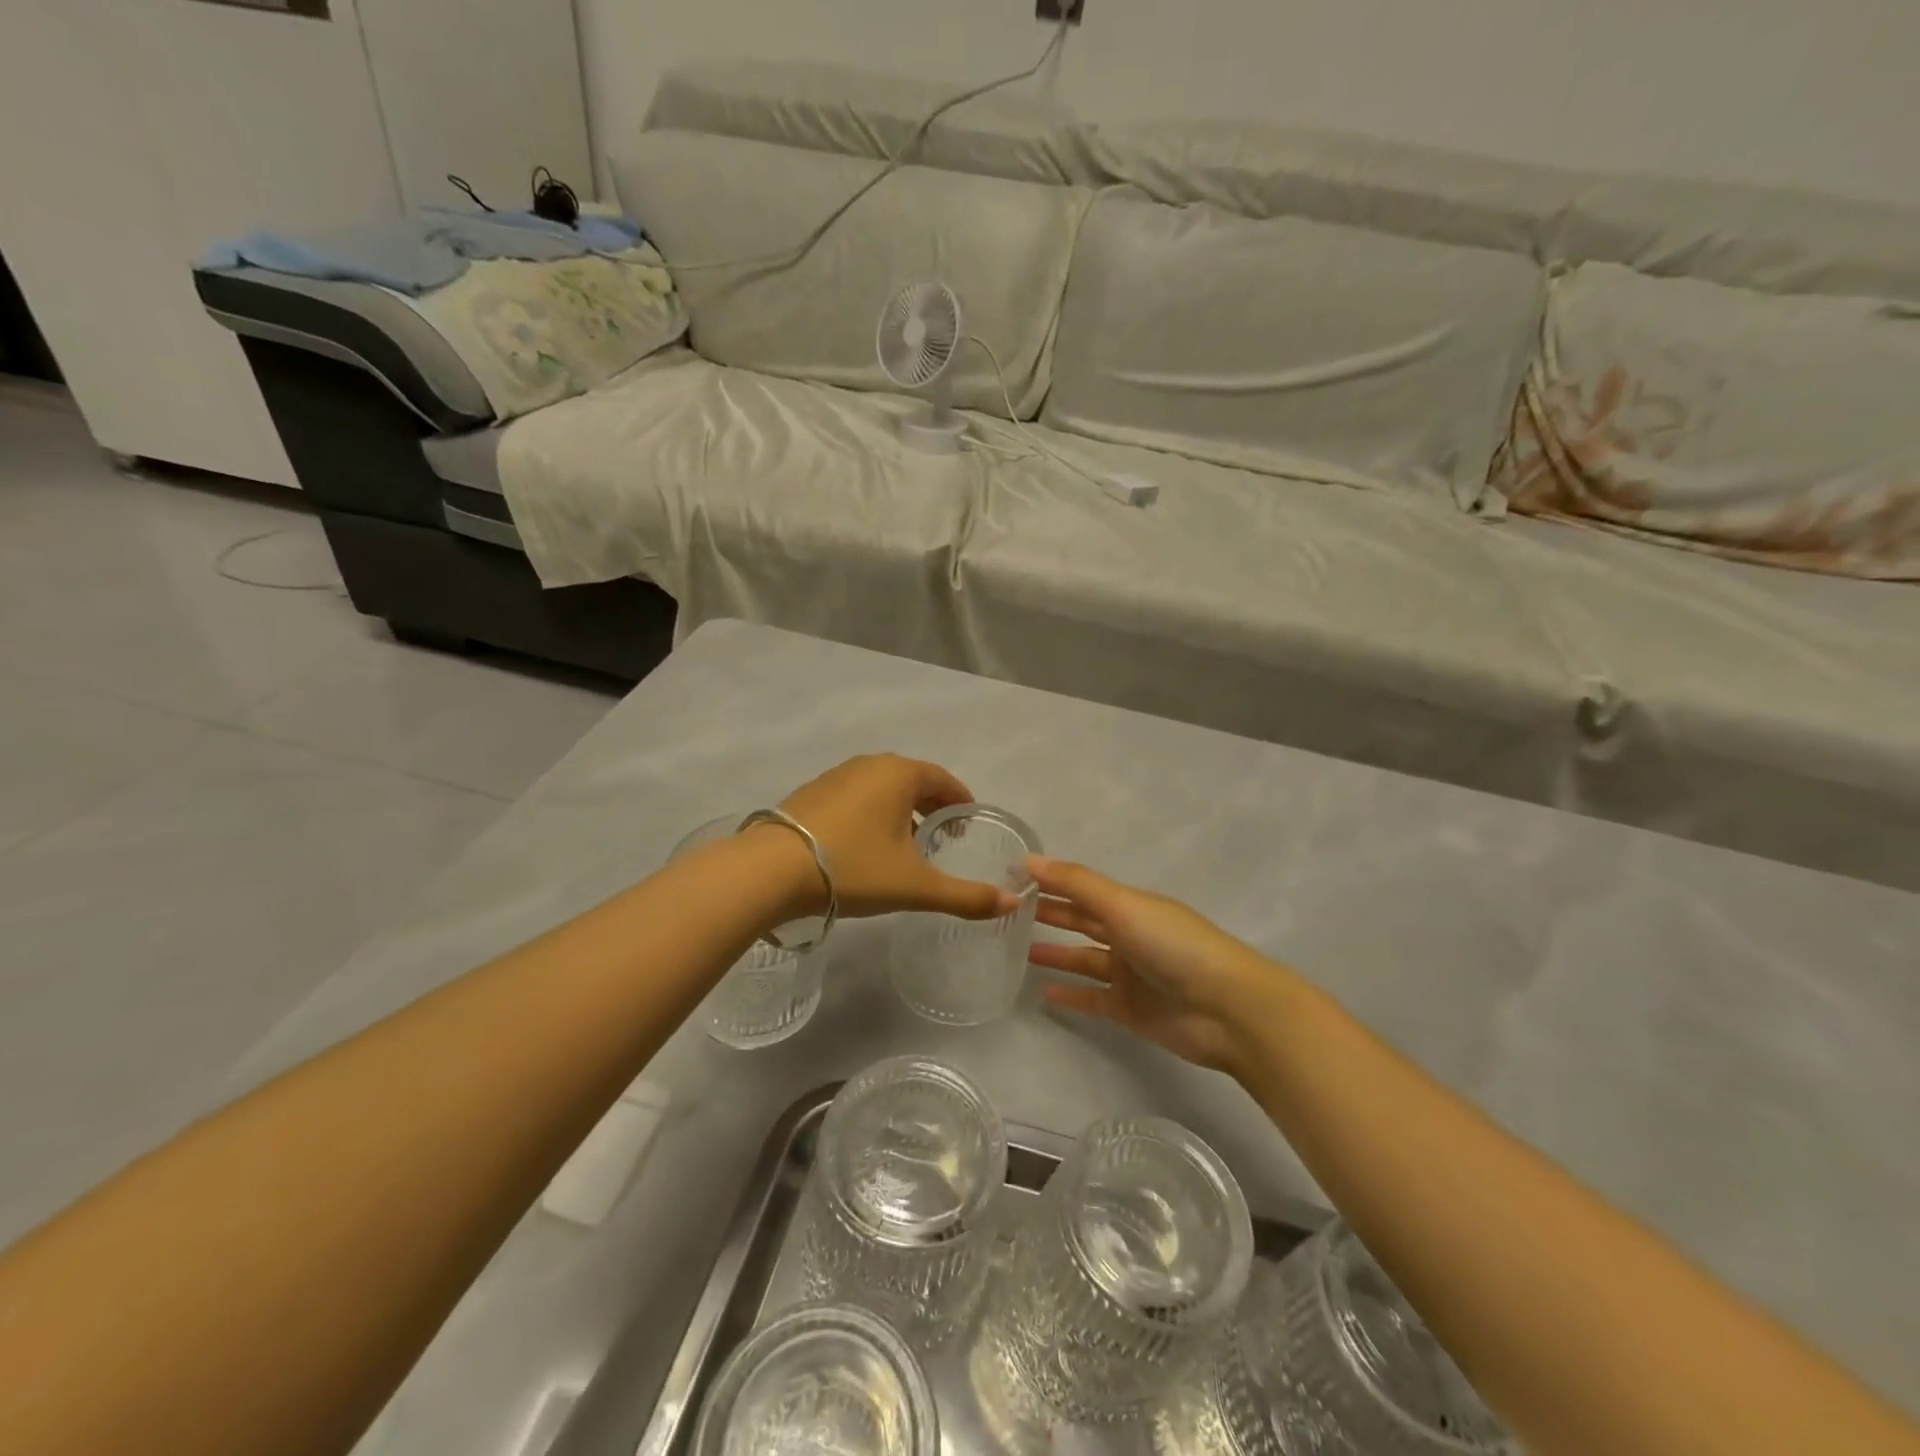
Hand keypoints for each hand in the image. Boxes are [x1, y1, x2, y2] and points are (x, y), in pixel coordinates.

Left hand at [773, 754, 1013, 920]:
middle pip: (912, 781)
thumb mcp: (915, 886)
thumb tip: (1012, 902)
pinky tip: (865, 846)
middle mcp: (869, 765)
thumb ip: (966, 895)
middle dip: (932, 806)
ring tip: (907, 845)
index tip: (969, 822)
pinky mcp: (811, 793)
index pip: (943, 779)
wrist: (771, 871)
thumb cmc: (854, 868)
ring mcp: (836, 776)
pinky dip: (871, 814)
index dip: (961, 800)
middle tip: (944, 836)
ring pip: (881, 789)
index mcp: (899, 774)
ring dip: (900, 811)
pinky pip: (855, 798)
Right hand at [1029, 857, 1285, 1075]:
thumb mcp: (1122, 904)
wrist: (1227, 1008)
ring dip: (1055, 954)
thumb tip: (1029, 859)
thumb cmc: (1173, 945)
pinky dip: (1071, 995)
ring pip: (1083, 959)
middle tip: (1008, 911)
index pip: (1081, 889)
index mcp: (1130, 905)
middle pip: (1081, 921)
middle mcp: (1128, 935)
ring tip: (1017, 951)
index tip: (1012, 877)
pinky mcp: (1131, 1009)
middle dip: (1050, 914)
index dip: (1050, 882)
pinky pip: (1093, 998)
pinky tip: (1043, 993)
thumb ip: (1075, 883)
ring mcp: (1130, 974)